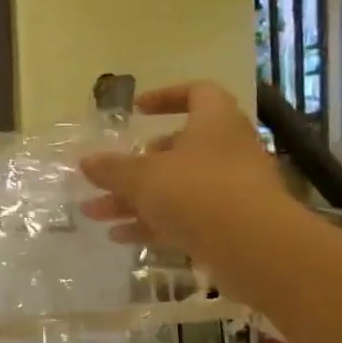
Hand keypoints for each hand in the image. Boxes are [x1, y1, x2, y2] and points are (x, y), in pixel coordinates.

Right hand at [78, 81, 287, 256]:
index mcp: (215, 123)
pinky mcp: (228, 226)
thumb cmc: (197, 192)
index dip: (166, 97)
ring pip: (174, 188)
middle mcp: (226, 151)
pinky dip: (151, 224)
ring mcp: (230, 191)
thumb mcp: (142, 176)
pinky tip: (118, 236)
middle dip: (134, 165)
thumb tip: (85, 161)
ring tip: (94, 212)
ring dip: (133, 199)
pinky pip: (183, 218)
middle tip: (106, 176)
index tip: (136, 111)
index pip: (197, 93)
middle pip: (177, 149)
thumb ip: (111, 169)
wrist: (255, 249)